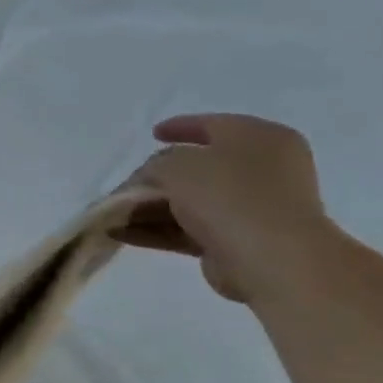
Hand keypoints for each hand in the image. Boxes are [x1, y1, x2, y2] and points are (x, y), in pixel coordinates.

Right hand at [117, 113, 343, 303]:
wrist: (270, 257)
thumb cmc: (228, 195)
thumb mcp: (177, 165)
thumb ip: (155, 165)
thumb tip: (150, 179)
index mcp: (260, 138)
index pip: (213, 125)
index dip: (180, 127)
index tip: (152, 134)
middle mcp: (262, 169)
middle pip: (198, 168)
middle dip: (157, 177)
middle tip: (127, 183)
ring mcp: (252, 207)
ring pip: (190, 202)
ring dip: (149, 208)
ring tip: (112, 214)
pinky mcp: (238, 240)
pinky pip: (188, 229)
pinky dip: (156, 230)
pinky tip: (120, 233)